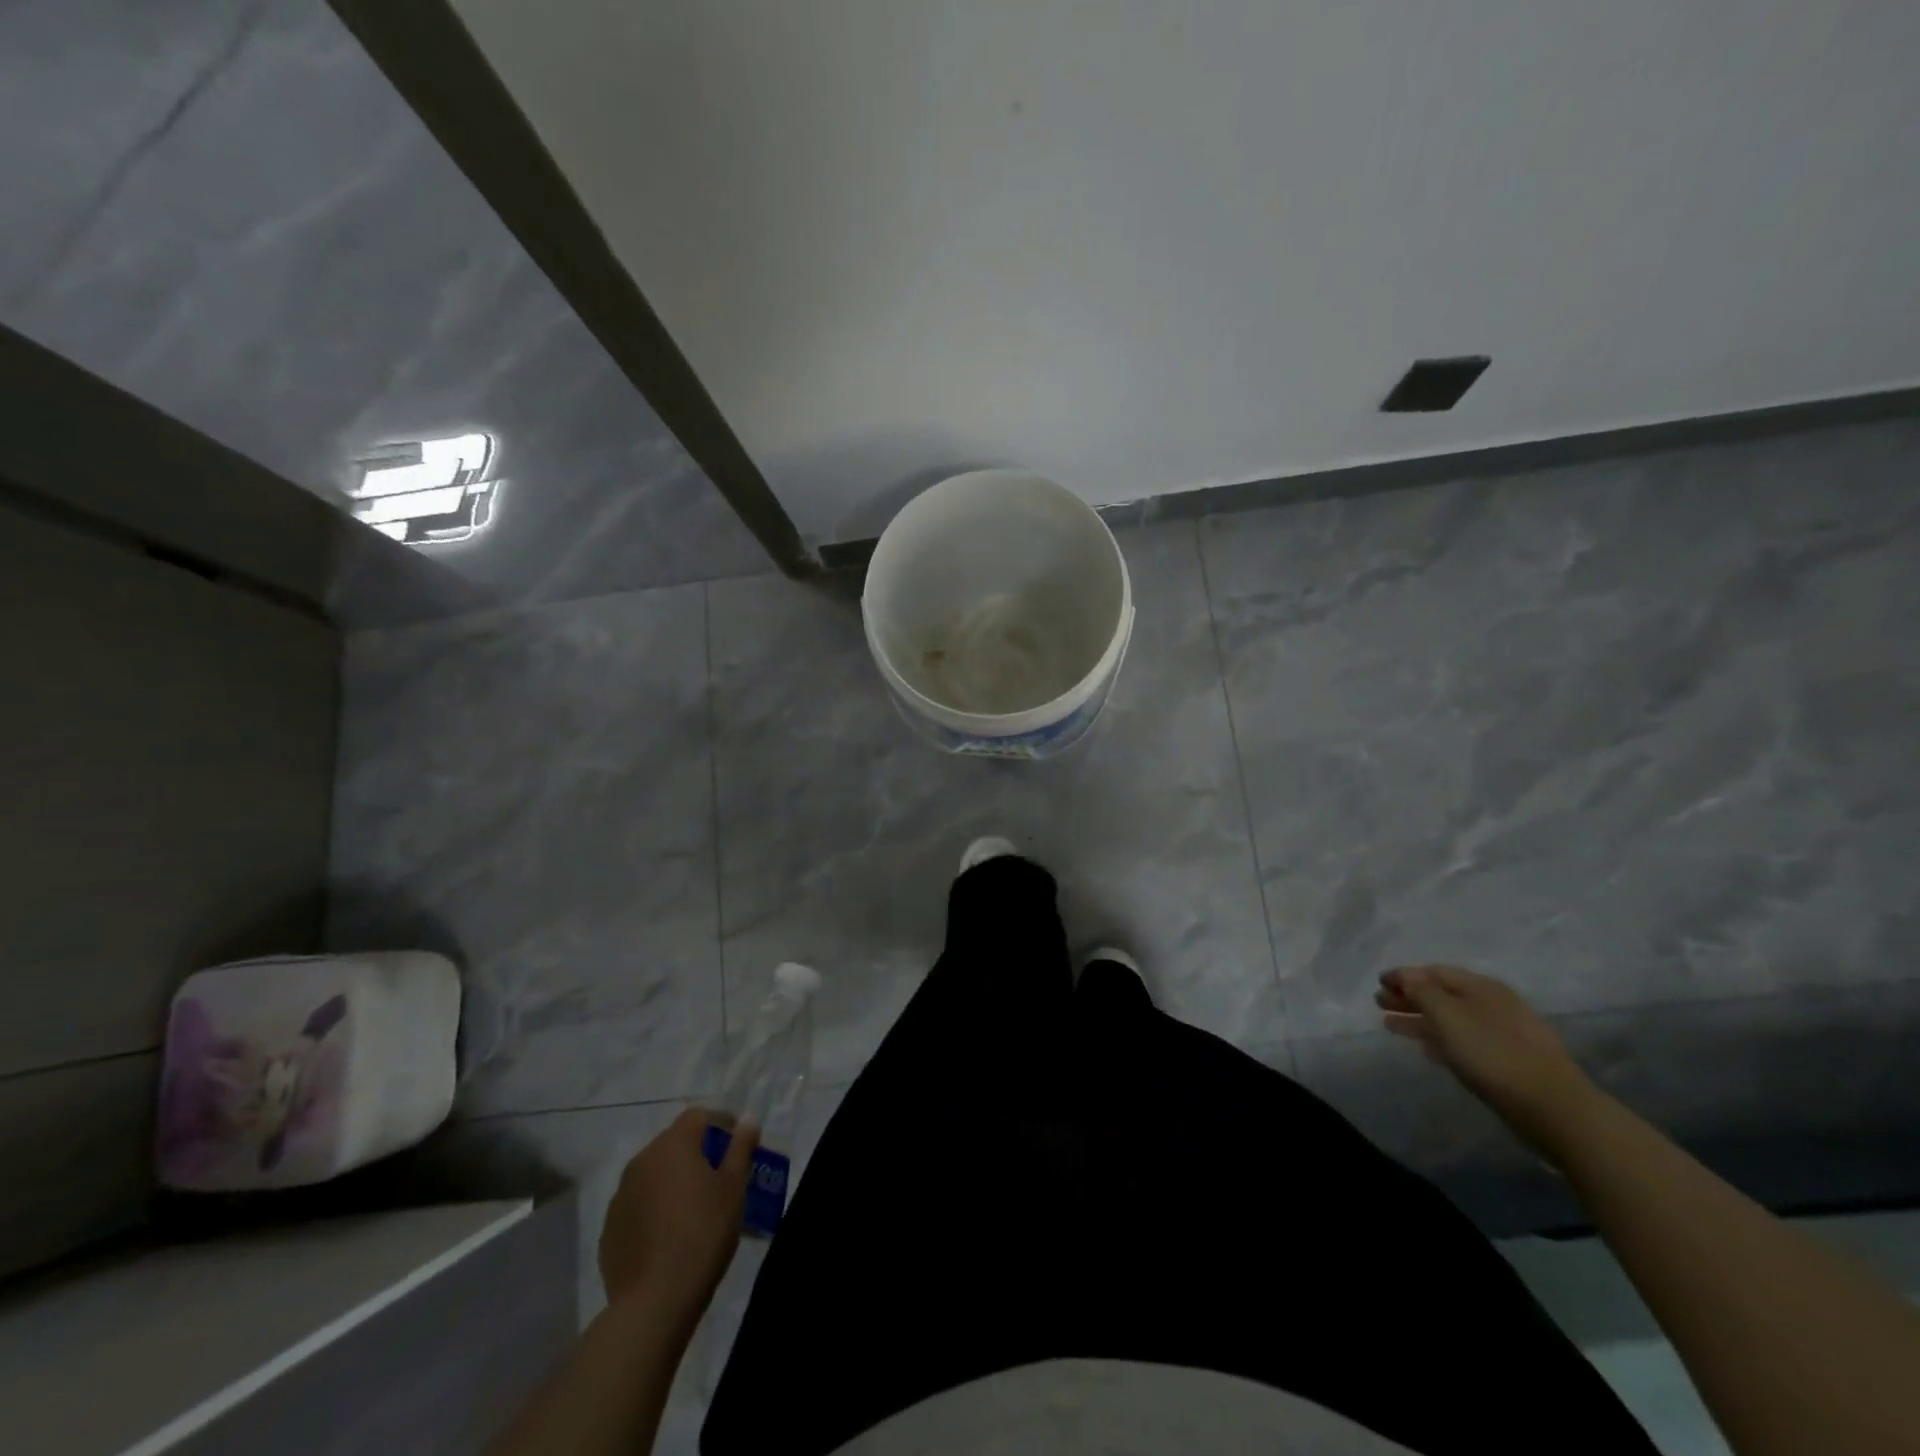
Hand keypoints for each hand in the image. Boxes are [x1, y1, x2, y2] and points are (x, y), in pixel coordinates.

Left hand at [599, 1108, 757, 1319]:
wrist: (654, 1302)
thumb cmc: (703, 1233)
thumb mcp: (734, 1187)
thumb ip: (741, 1147)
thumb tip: (747, 1119)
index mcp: (673, 1144)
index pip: (699, 1115)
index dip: (722, 1124)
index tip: (738, 1146)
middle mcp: (642, 1161)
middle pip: (674, 1143)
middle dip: (697, 1153)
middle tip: (720, 1179)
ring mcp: (620, 1196)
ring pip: (654, 1174)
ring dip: (673, 1181)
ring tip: (694, 1209)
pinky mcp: (609, 1229)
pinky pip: (638, 1205)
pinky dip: (654, 1209)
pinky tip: (669, 1236)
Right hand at [1376, 964, 1599, 1158]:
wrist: (1553, 1109)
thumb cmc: (1493, 1054)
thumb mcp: (1449, 1016)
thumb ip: (1422, 992)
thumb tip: (1405, 977)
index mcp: (1482, 987)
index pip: (1435, 972)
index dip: (1404, 975)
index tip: (1379, 983)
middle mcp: (1493, 1005)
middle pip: (1442, 995)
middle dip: (1410, 997)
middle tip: (1380, 1003)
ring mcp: (1503, 1034)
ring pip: (1451, 1020)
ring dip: (1420, 1019)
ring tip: (1391, 1026)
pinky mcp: (1507, 1062)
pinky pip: (1463, 1041)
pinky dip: (1439, 1039)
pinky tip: (1425, 1048)